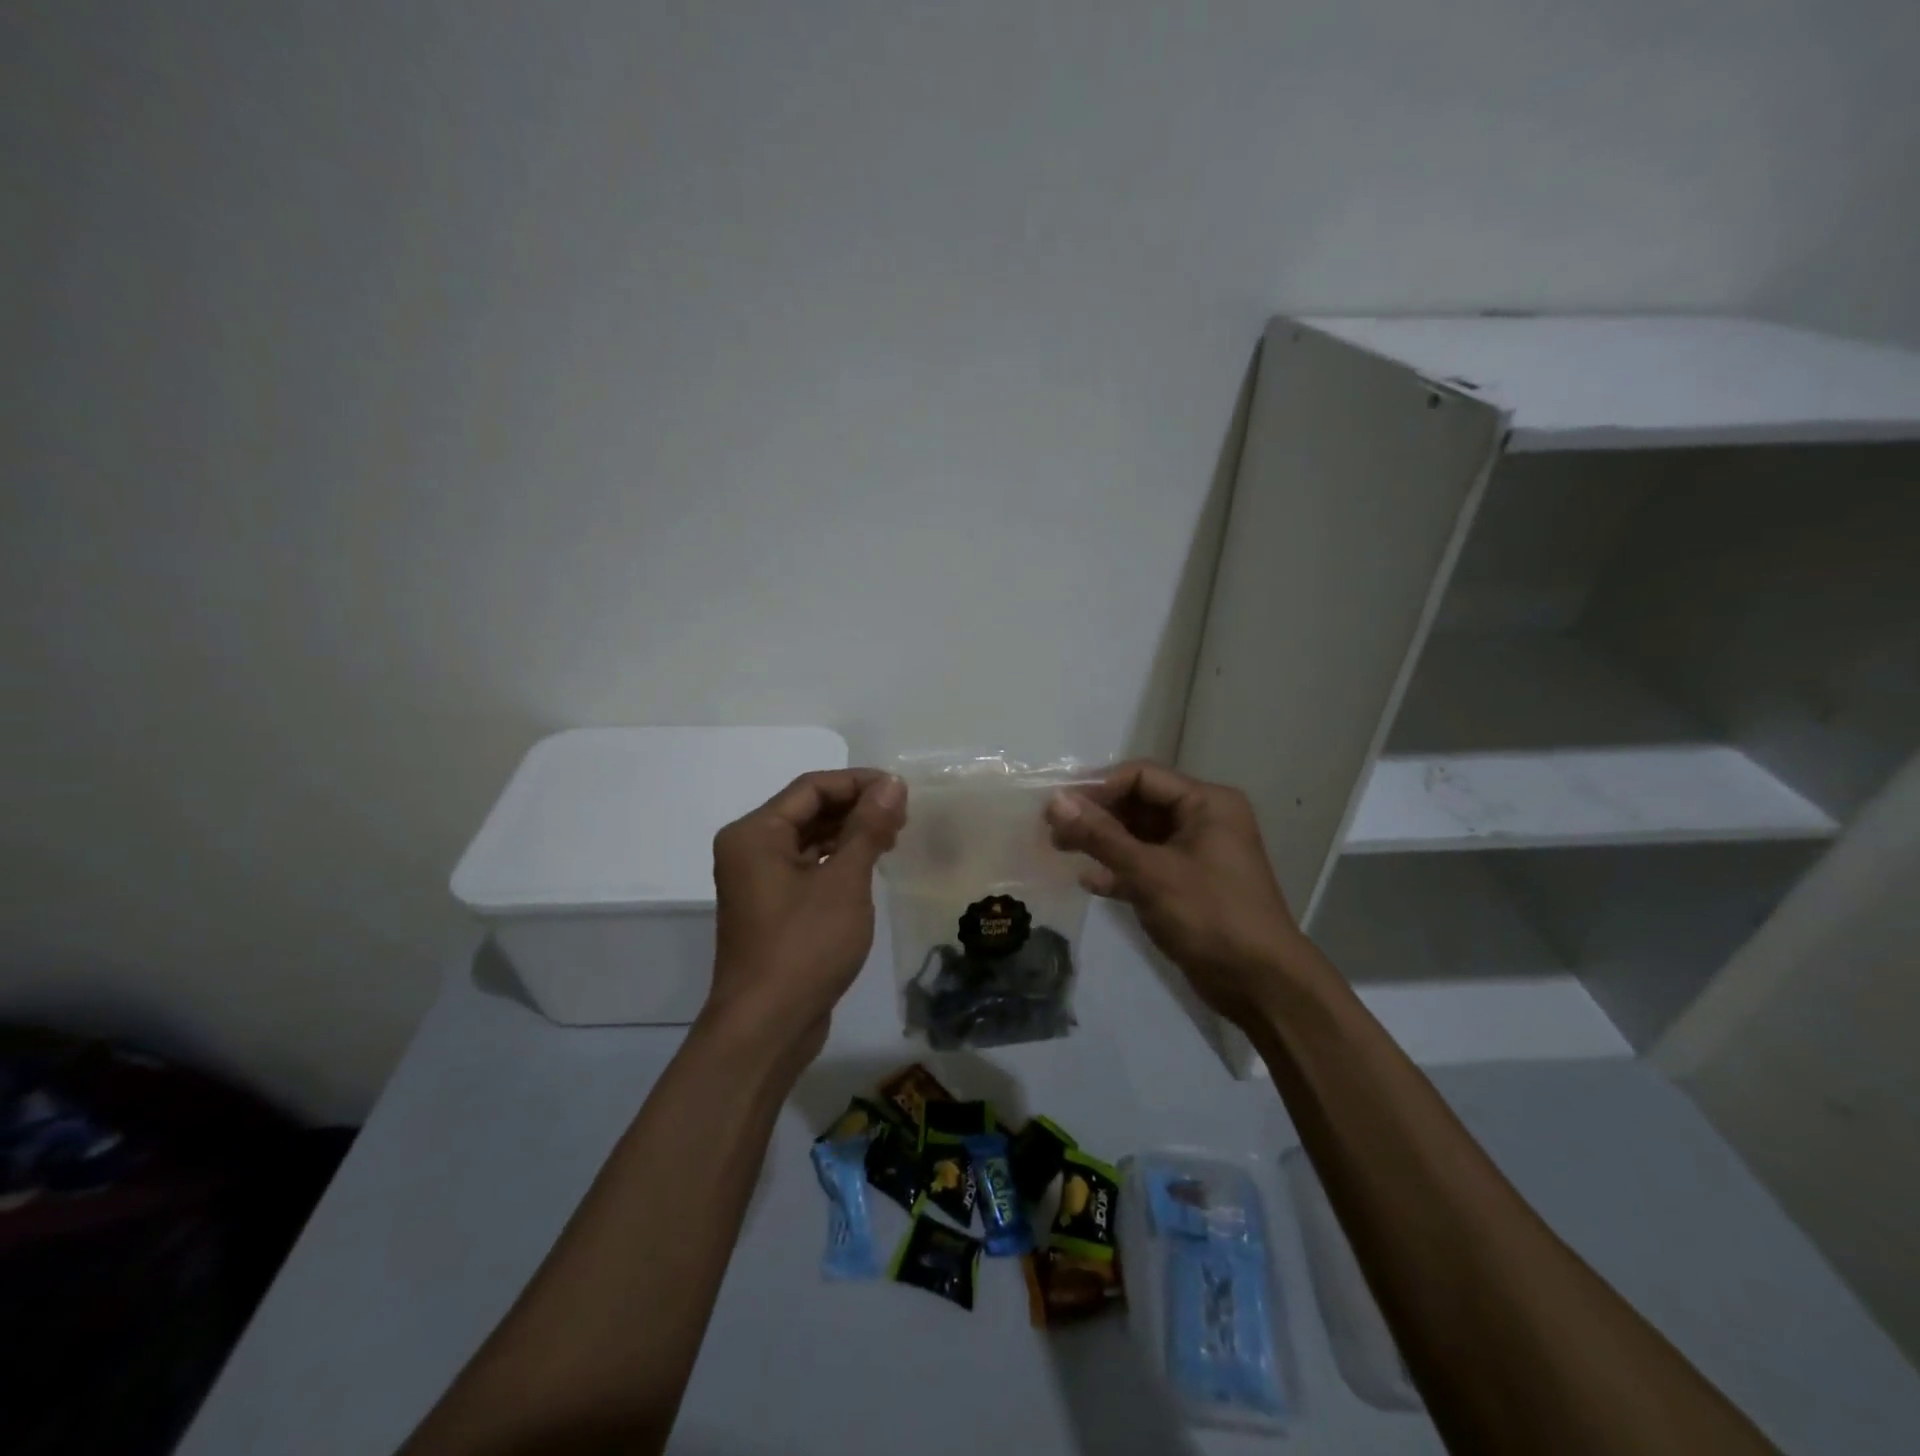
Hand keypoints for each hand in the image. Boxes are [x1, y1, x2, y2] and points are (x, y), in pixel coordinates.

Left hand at [706, 769, 905, 1061]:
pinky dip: (837, 861)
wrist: (766, 1028)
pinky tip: (870, 866)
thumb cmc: (804, 946)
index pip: (812, 788)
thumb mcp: (844, 881)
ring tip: (894, 837)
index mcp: (755, 833)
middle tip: (903, 815)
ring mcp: (758, 881)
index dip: (858, 782)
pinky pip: (807, 868)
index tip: (901, 790)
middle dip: (856, 808)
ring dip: (849, 834)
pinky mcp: (772, 908)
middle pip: (808, 811)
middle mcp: (750, 850)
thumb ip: (867, 827)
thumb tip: (892, 783)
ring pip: (809, 841)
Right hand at [1045, 761, 1311, 1028]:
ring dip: (1102, 842)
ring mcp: (1197, 854)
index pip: (1141, 776)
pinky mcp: (1188, 885)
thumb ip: (1100, 835)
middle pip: (1139, 804)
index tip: (1057, 806)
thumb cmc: (1209, 915)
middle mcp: (1204, 820)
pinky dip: (1119, 869)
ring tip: (1059, 849)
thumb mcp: (1149, 872)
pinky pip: (1147, 865)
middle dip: (1096, 815)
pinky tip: (1089, 882)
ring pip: (1139, 836)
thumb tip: (1055, 801)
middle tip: (1052, 829)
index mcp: (1206, 803)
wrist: (1261, 984)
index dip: (1097, 787)